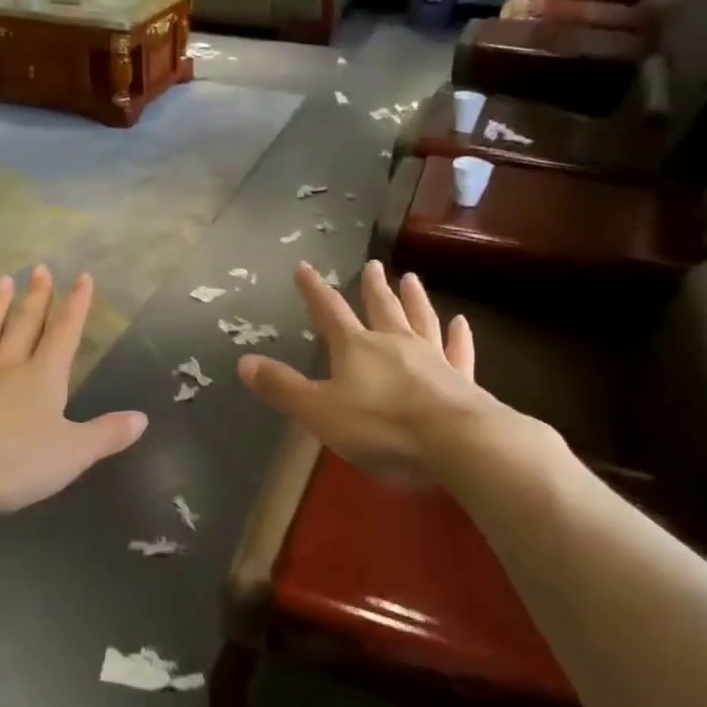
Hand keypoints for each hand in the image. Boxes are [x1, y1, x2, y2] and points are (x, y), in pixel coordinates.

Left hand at [0, 267, 147, 515]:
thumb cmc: (13, 460)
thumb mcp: (72, 453)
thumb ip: (106, 435)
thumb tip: (142, 418)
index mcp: (42, 378)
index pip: (64, 334)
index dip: (76, 306)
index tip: (82, 277)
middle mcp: (7, 368)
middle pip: (24, 324)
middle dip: (36, 297)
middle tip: (38, 268)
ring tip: (0, 281)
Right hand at [238, 261, 510, 476]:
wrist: (453, 441)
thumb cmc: (379, 426)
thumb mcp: (318, 411)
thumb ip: (282, 387)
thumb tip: (244, 362)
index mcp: (356, 348)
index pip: (329, 312)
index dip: (314, 290)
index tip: (304, 267)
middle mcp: (394, 343)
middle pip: (381, 308)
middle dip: (372, 287)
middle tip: (373, 265)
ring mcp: (432, 358)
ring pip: (421, 320)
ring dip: (414, 299)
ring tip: (411, 278)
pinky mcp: (461, 378)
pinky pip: (458, 350)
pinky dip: (459, 336)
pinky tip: (461, 322)